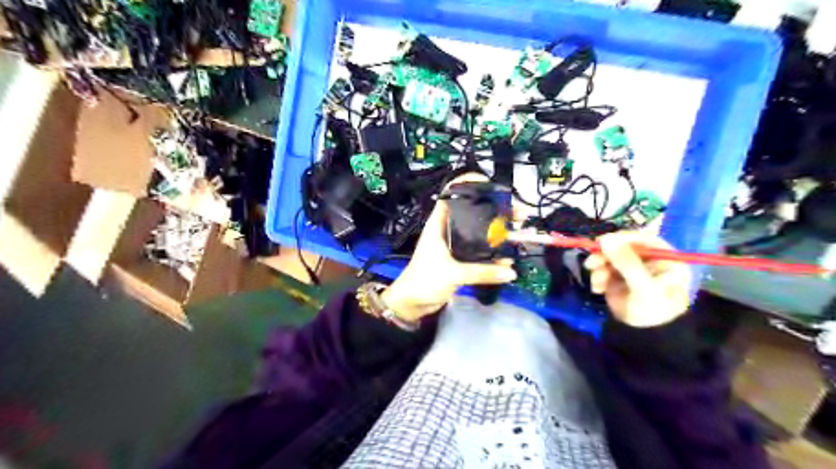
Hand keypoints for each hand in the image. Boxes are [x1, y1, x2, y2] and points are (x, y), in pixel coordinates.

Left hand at [383, 173, 516, 321]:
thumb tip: (511, 271)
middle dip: (497, 211)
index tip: (492, 185)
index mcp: (440, 223)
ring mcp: (455, 244)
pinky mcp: (460, 259)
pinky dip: (494, 254)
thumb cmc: (424, 280)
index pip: (453, 193)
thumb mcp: (453, 273)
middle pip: (475, 212)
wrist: (412, 303)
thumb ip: (482, 272)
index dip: (470, 183)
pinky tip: (507, 260)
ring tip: (521, 232)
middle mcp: (449, 229)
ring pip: (480, 233)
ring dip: (499, 233)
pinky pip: (481, 252)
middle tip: (520, 214)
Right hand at [584, 230, 692, 328]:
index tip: (603, 241)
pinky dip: (597, 276)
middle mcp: (649, 261)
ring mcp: (632, 269)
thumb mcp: (642, 286)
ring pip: (610, 258)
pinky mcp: (617, 278)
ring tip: (596, 281)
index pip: (643, 240)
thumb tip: (605, 238)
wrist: (642, 338)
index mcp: (666, 259)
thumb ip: (626, 262)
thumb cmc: (652, 311)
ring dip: (599, 267)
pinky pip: (603, 269)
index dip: (623, 238)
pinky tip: (597, 288)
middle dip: (606, 255)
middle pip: (623, 247)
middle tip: (591, 262)